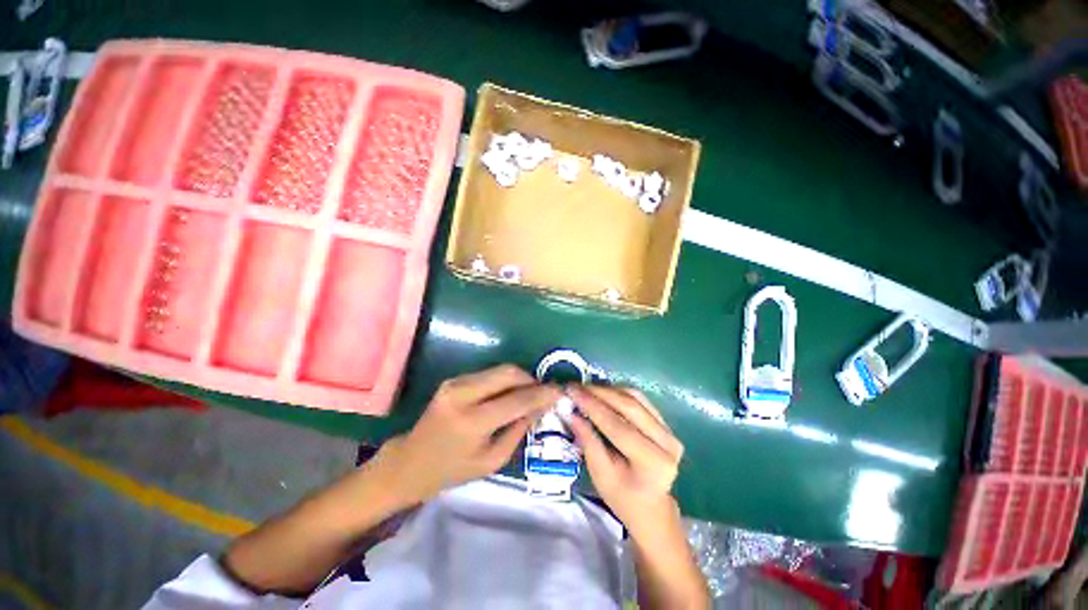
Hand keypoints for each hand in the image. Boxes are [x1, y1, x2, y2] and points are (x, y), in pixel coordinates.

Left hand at [374, 365, 559, 505]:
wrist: (410, 462)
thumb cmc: (452, 470)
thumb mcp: (492, 461)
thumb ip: (518, 430)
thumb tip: (540, 406)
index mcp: (471, 422)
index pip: (516, 400)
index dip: (541, 394)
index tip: (559, 391)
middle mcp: (462, 395)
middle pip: (508, 373)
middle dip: (531, 380)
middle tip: (543, 392)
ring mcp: (455, 383)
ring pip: (500, 369)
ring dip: (519, 379)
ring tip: (529, 393)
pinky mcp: (453, 379)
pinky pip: (489, 374)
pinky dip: (505, 380)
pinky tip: (510, 393)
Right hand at [569, 385, 683, 534]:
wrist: (651, 506)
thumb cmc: (623, 497)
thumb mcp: (601, 475)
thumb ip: (588, 442)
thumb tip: (572, 413)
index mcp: (653, 462)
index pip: (618, 427)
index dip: (593, 407)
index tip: (572, 392)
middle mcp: (667, 442)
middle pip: (629, 406)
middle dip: (599, 393)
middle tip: (576, 387)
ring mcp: (670, 430)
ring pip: (635, 398)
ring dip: (608, 390)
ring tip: (586, 388)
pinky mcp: (665, 423)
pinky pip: (640, 399)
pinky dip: (618, 392)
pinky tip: (602, 392)